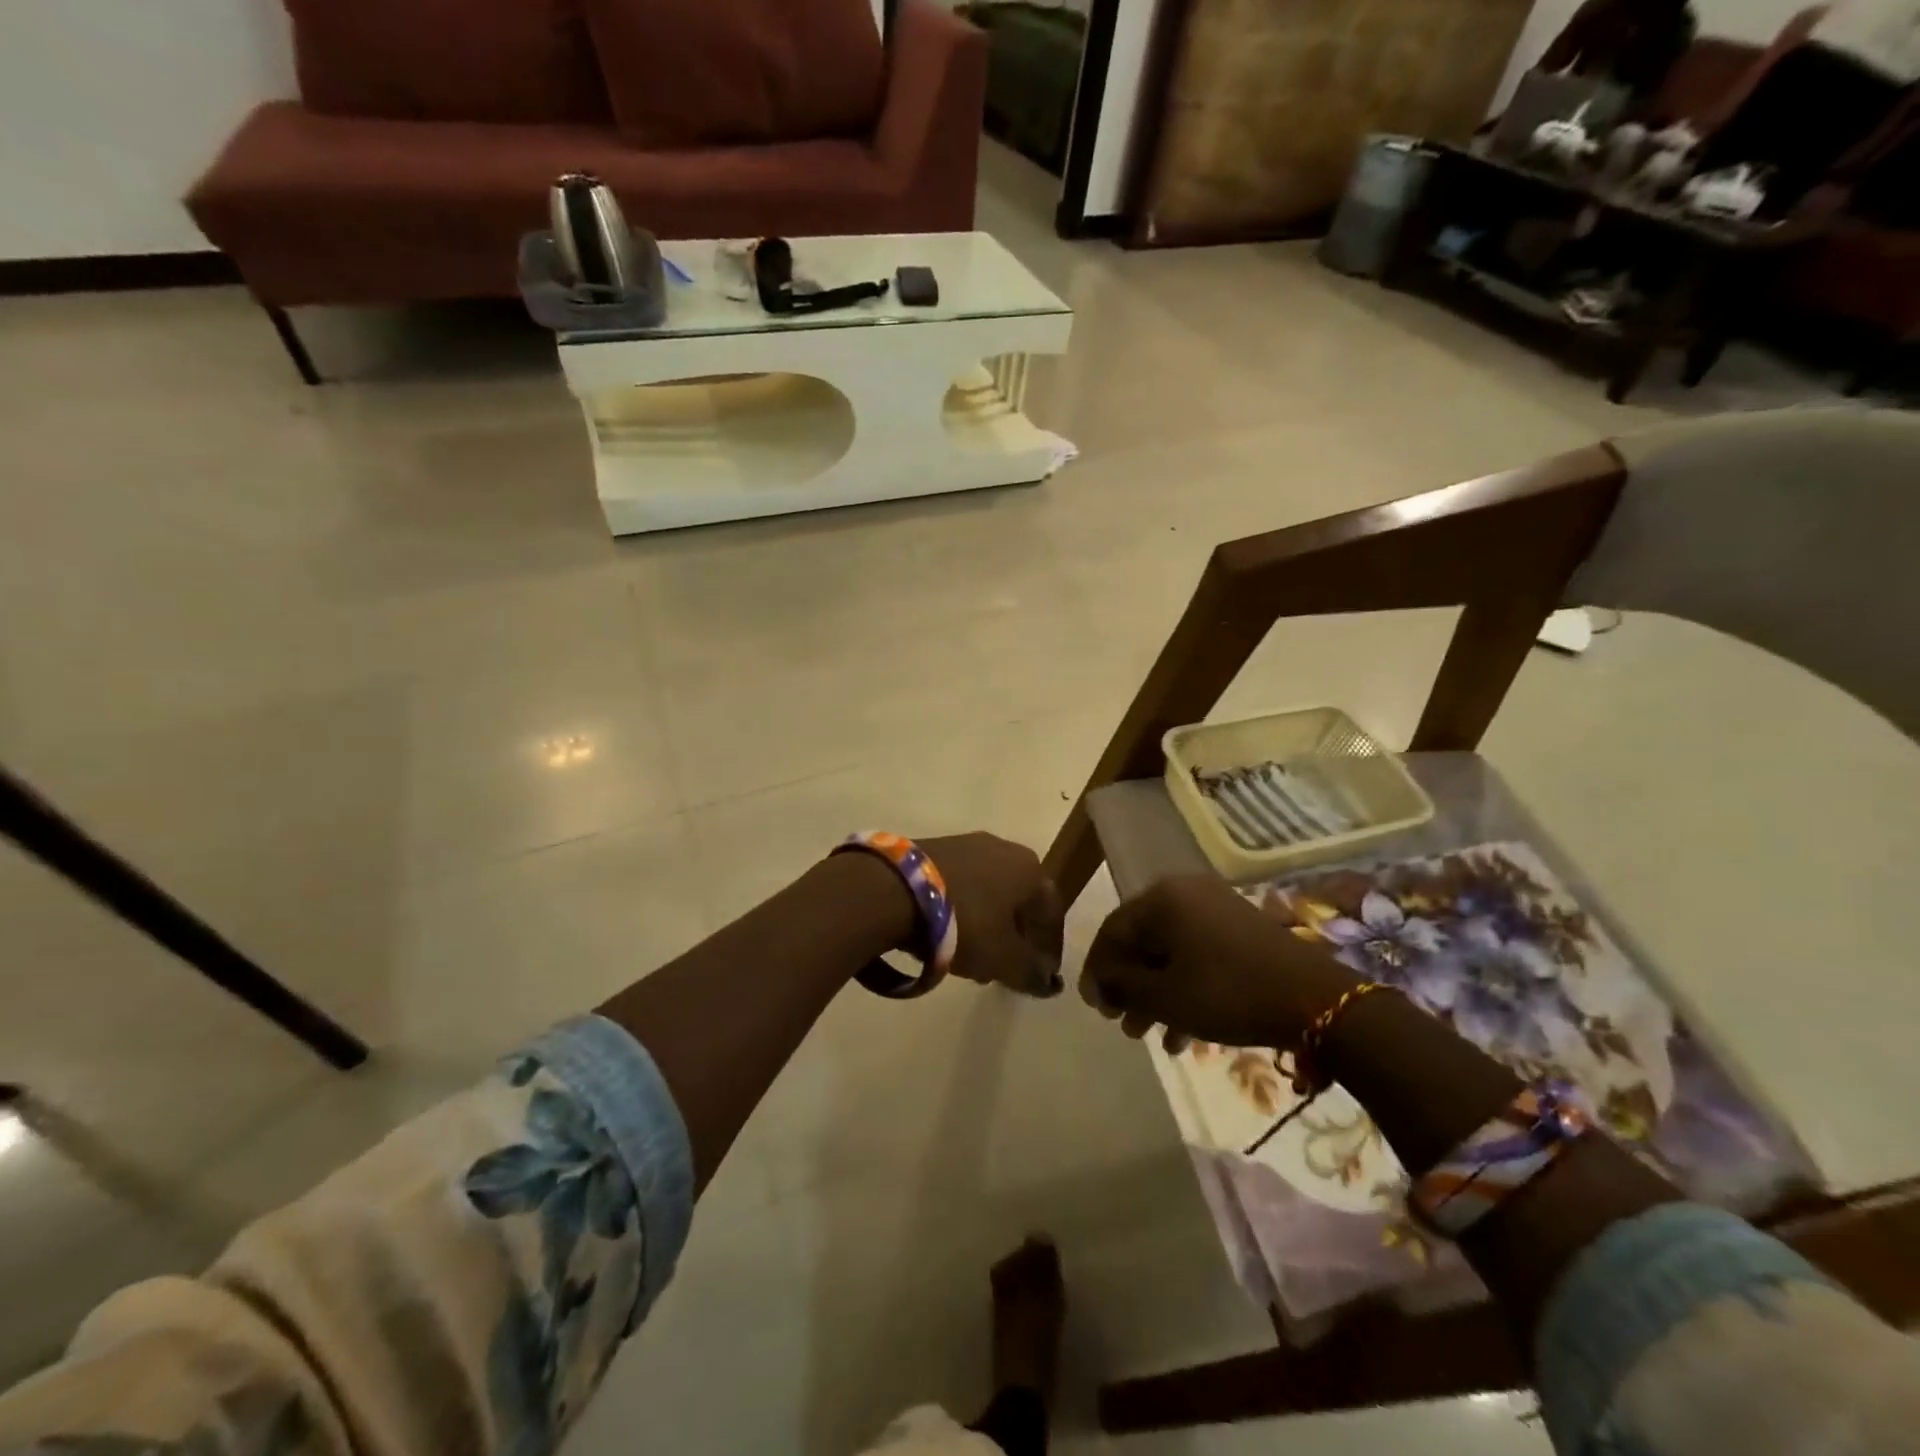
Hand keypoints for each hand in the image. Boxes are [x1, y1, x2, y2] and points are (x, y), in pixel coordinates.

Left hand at [921, 833, 1064, 997]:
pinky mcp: (933, 847)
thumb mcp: (1003, 958)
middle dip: (1016, 934)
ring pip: (988, 890)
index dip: (1050, 947)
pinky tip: (947, 932)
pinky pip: (960, 883)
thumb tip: (1048, 982)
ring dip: (987, 923)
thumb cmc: (965, 922)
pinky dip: (962, 908)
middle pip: (1019, 899)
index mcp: (1030, 869)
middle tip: (1006, 966)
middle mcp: (1004, 848)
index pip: (1051, 912)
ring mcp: (966, 844)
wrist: (895, 888)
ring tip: (973, 954)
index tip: (1042, 974)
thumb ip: (1030, 973)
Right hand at [1080, 876, 1358, 1048]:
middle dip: (1129, 987)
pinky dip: (1185, 988)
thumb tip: (1101, 981)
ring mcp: (1217, 910)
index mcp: (1162, 899)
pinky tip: (1184, 1036)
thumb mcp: (1165, 996)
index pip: (1113, 931)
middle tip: (1122, 1024)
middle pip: (1142, 942)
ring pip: (1171, 953)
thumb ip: (1122, 984)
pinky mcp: (1241, 931)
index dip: (1097, 971)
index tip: (1094, 1009)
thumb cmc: (1228, 993)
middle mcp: (1186, 894)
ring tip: (1149, 1035)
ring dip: (1156, 994)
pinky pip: (1198, 957)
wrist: (1317, 1001)